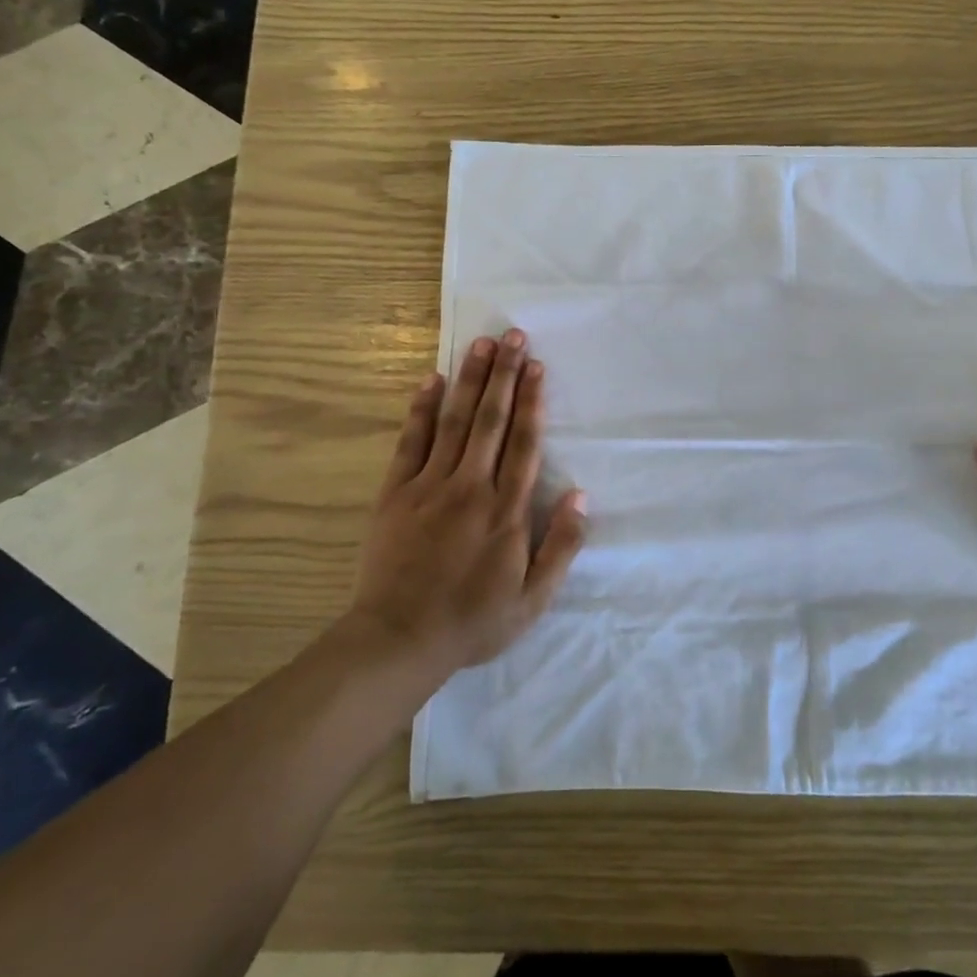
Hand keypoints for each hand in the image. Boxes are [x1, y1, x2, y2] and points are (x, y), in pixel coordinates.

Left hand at [352, 328, 586, 671]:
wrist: (398, 640)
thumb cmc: (473, 621)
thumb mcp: (533, 599)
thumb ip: (562, 546)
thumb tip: (581, 496)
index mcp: (507, 511)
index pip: (525, 443)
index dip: (533, 401)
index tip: (537, 366)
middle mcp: (471, 487)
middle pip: (492, 420)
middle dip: (505, 375)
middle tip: (513, 335)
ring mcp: (430, 486)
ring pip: (454, 421)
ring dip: (471, 380)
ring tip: (482, 344)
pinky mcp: (396, 492)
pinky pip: (411, 442)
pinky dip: (422, 409)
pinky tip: (432, 380)